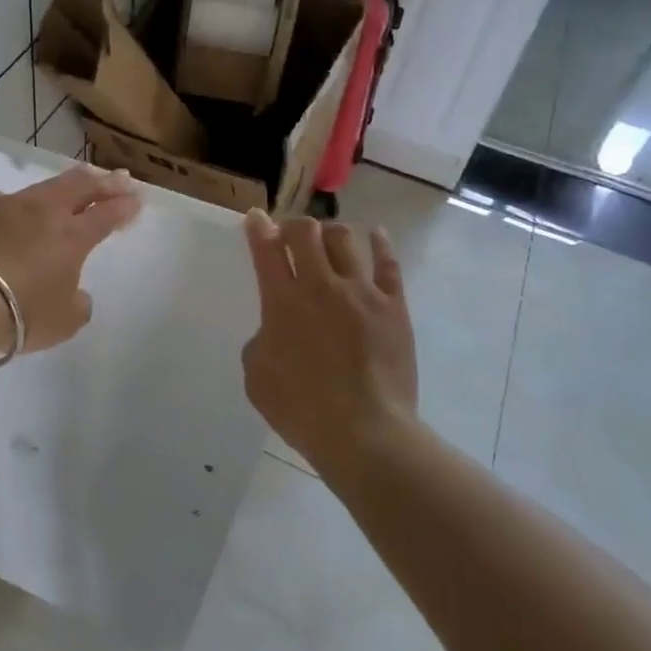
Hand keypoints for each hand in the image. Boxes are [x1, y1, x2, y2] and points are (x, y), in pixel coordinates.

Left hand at [0, 166, 141, 354]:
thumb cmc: (20, 314)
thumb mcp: (63, 322)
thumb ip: (77, 305)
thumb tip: (76, 294)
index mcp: (72, 236)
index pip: (106, 215)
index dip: (123, 207)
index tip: (136, 200)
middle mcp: (44, 212)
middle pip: (81, 187)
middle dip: (105, 182)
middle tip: (120, 177)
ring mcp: (7, 205)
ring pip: (43, 186)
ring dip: (65, 184)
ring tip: (76, 180)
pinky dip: (11, 203)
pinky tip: (7, 206)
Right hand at [241, 211, 418, 472]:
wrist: (364, 432)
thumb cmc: (301, 409)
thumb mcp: (257, 376)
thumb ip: (261, 341)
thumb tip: (276, 330)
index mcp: (281, 302)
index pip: (266, 249)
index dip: (259, 228)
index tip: (257, 217)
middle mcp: (320, 286)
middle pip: (306, 232)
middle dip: (294, 226)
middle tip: (292, 237)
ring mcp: (360, 292)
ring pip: (344, 239)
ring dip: (331, 234)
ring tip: (329, 241)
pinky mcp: (393, 306)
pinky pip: (388, 264)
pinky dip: (380, 244)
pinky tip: (377, 235)